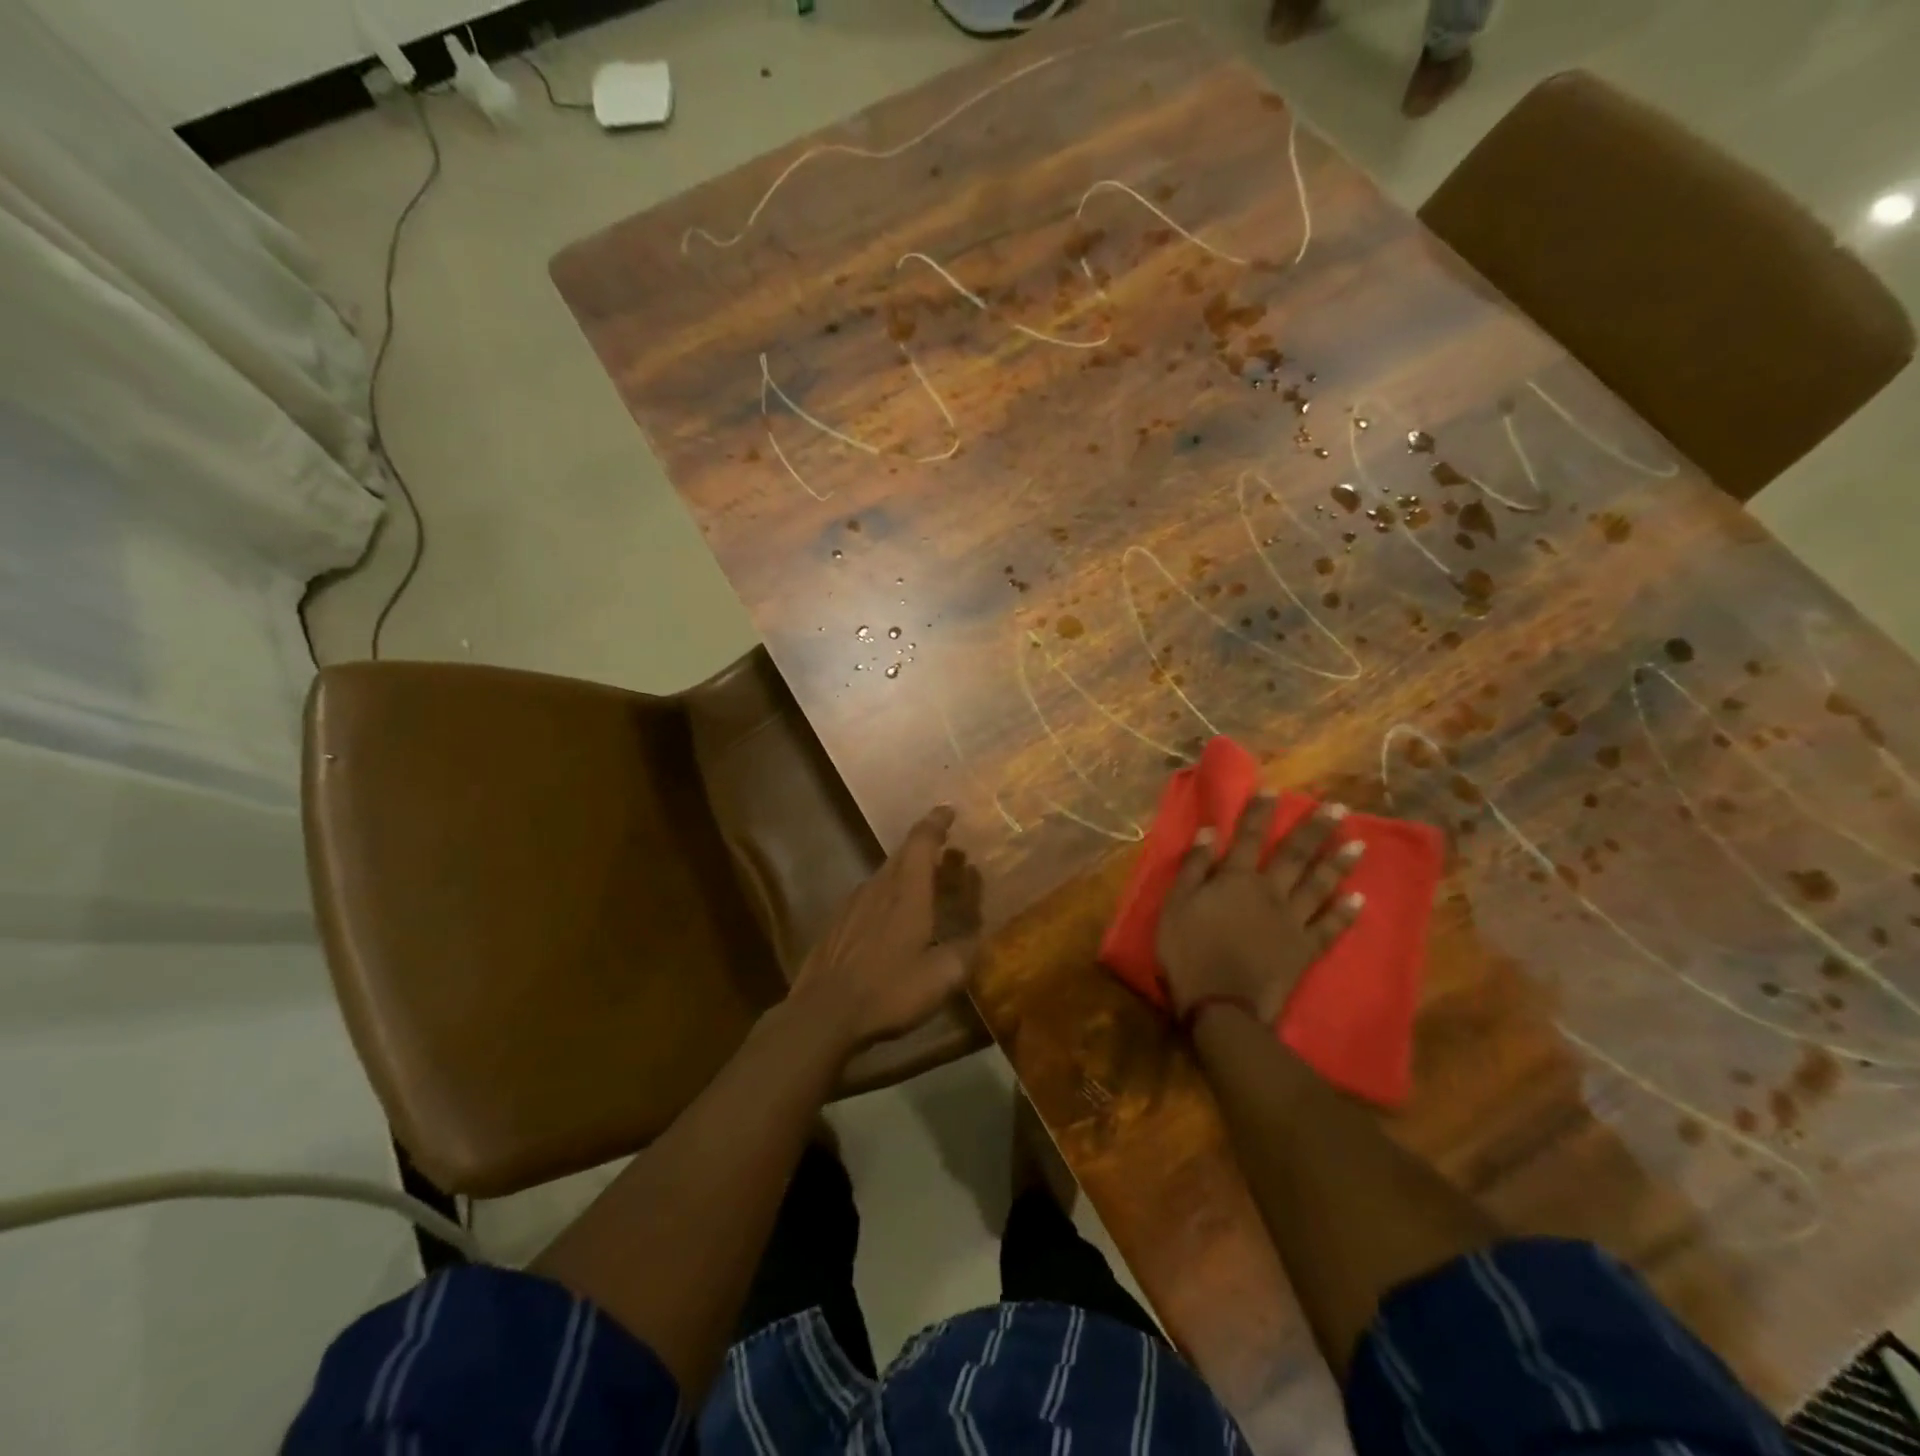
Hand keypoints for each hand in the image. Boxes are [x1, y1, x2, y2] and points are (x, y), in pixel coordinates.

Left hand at [790, 805, 983, 1052]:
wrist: (823, 1013)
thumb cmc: (889, 990)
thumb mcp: (942, 977)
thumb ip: (965, 952)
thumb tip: (977, 938)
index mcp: (907, 892)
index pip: (922, 841)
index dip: (936, 822)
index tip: (949, 810)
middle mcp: (878, 887)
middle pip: (903, 855)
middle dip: (928, 849)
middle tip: (950, 855)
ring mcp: (852, 905)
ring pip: (885, 876)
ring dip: (908, 874)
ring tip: (926, 888)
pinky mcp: (837, 925)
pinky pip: (869, 898)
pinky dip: (888, 897)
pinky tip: (892, 921)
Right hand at [1156, 797, 1364, 1025]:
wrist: (1220, 1006)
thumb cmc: (1188, 953)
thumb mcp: (1176, 906)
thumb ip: (1194, 867)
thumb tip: (1209, 831)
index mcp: (1235, 879)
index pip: (1250, 836)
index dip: (1261, 812)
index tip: (1275, 790)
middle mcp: (1269, 892)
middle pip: (1295, 854)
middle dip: (1315, 828)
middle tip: (1338, 807)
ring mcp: (1292, 921)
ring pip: (1319, 885)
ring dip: (1339, 862)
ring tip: (1360, 843)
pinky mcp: (1305, 949)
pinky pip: (1330, 927)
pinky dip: (1345, 913)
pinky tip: (1359, 898)